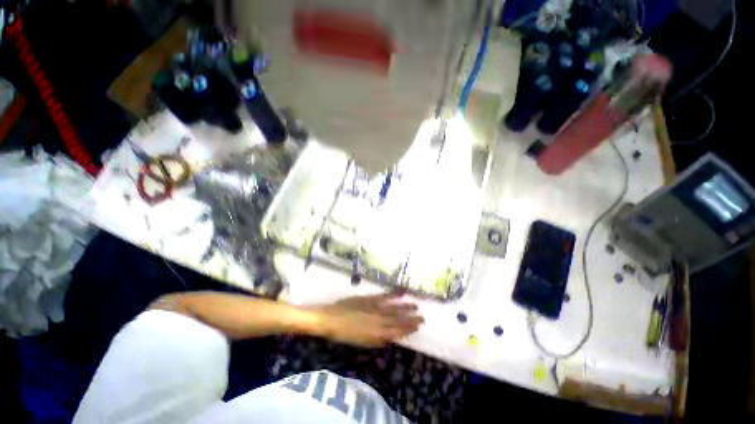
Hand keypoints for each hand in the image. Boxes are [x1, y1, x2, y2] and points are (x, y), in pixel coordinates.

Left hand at [310, 292, 423, 347]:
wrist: (331, 318)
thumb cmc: (344, 334)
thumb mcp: (361, 342)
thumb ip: (377, 340)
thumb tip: (390, 338)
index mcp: (376, 333)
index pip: (396, 332)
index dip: (408, 329)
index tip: (418, 326)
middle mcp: (379, 320)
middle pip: (398, 320)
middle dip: (410, 319)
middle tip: (422, 318)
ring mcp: (375, 307)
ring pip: (394, 308)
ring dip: (405, 307)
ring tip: (416, 306)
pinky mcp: (371, 298)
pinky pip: (385, 295)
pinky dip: (395, 293)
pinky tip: (402, 290)